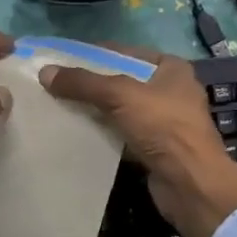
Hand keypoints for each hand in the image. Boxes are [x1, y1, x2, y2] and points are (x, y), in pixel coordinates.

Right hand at [40, 52, 236, 236]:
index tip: (64, 60)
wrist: (191, 184)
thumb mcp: (120, 95)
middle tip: (56, 85)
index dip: (95, 54)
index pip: (126, 52)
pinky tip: (77, 133)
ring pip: (121, 110)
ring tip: (60, 107)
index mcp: (171, 69)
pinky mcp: (156, 149)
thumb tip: (45, 73)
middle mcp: (171, 91)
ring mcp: (165, 122)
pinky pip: (122, 134)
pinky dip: (103, 134)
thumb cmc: (163, 127)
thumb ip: (83, 83)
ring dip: (95, 110)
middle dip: (91, 84)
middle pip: (122, 81)